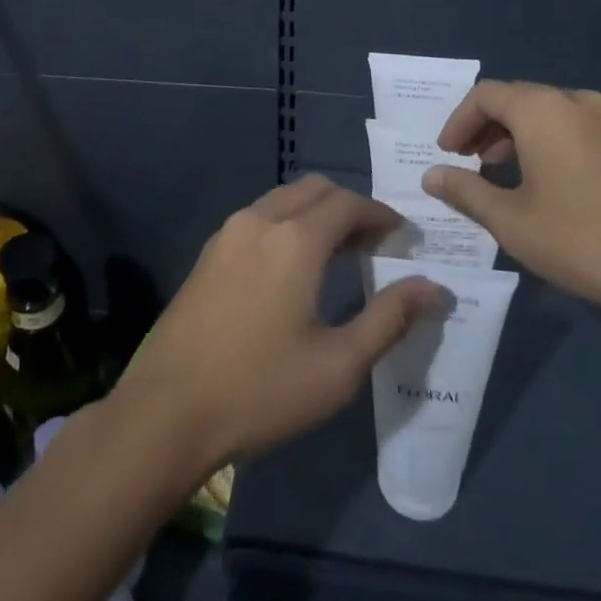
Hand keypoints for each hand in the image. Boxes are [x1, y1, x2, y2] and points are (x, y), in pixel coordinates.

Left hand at [116, 175, 442, 470]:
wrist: (166, 411)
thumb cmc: (261, 390)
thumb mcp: (338, 365)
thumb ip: (390, 318)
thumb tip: (434, 288)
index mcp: (295, 239)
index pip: (349, 203)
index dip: (380, 213)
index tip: (402, 235)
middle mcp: (261, 220)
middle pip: (315, 190)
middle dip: (350, 207)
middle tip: (374, 243)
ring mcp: (228, 232)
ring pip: (283, 200)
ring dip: (316, 213)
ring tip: (338, 253)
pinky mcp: (208, 252)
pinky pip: (258, 218)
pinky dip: (287, 224)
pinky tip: (292, 267)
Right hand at [424, 81, 600, 345]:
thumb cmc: (581, 241)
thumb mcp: (510, 221)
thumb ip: (465, 191)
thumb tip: (431, 175)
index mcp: (543, 109)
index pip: (486, 95)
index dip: (459, 121)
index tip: (447, 153)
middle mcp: (578, 102)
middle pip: (520, 99)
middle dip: (487, 127)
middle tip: (470, 162)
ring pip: (551, 113)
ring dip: (520, 135)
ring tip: (505, 172)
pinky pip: (580, 129)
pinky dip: (552, 142)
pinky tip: (552, 183)